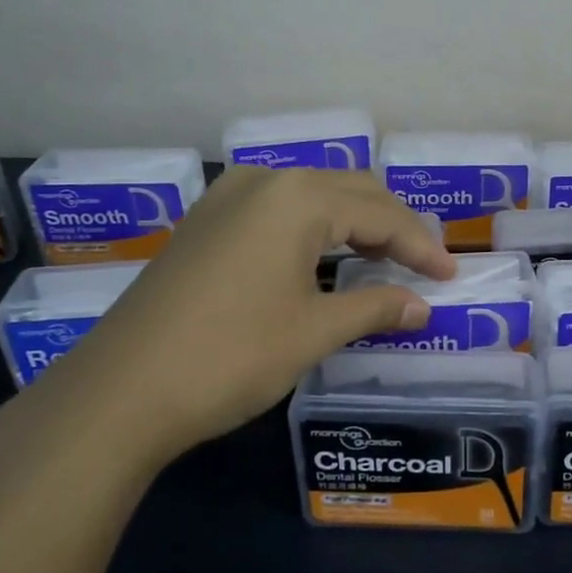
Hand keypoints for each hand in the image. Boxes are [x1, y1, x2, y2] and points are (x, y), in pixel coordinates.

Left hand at [7, 167, 455, 474]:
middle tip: (422, 264)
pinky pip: (277, 210)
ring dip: (352, 223)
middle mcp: (264, 180)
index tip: (451, 276)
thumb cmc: (231, 355)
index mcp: (297, 197)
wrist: (120, 391)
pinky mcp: (205, 222)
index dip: (421, 246)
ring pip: (311, 196)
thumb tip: (423, 306)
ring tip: (382, 258)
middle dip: (392, 225)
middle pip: (349, 191)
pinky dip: (313, 228)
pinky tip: (323, 257)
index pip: (380, 214)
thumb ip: (375, 307)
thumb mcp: (314, 331)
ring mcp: (227, 197)